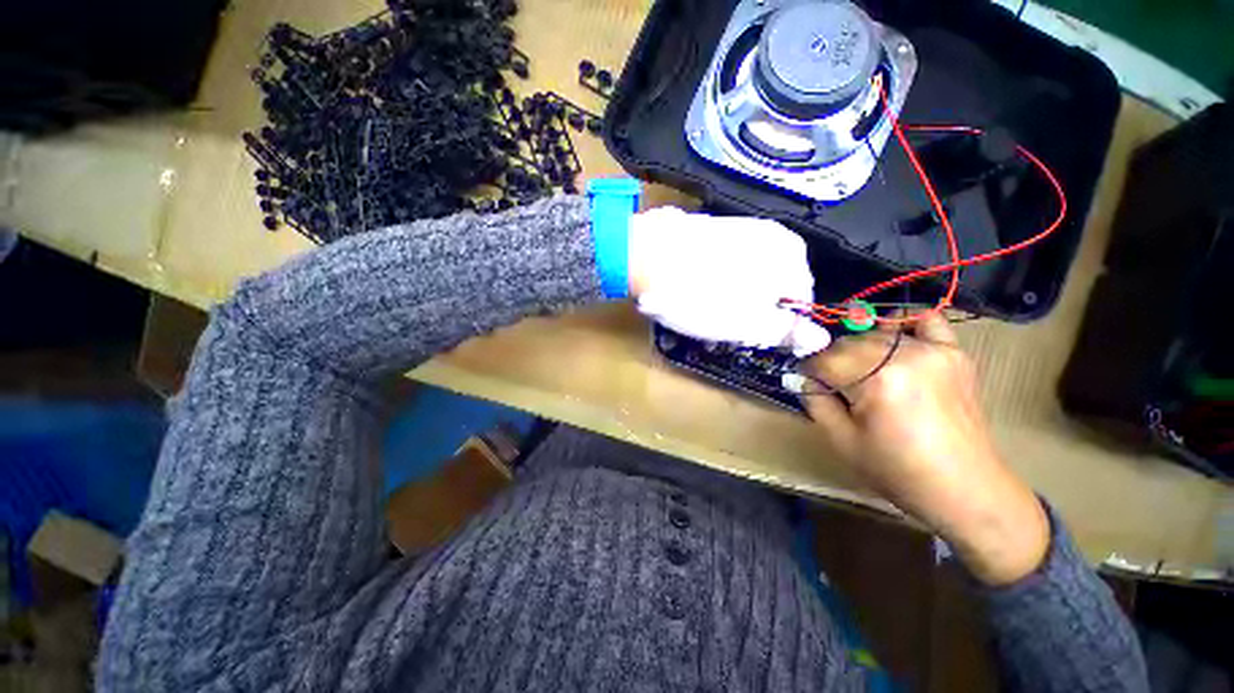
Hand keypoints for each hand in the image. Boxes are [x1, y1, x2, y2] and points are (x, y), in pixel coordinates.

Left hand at [627, 207, 829, 355]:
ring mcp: (740, 229)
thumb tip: (820, 338)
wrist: (645, 256)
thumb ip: (786, 332)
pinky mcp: (711, 230)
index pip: (799, 303)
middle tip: (722, 330)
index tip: (748, 338)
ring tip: (701, 316)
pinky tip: (693, 294)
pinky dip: (715, 283)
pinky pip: (725, 264)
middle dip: (751, 313)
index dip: (777, 327)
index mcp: (791, 256)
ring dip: (730, 301)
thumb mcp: (748, 325)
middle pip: (772, 288)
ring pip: (746, 277)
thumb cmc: (701, 297)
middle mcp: (772, 236)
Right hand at [799, 311, 1048, 584]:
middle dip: (833, 361)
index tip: (807, 382)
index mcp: (876, 380)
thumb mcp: (841, 441)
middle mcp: (905, 355)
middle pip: (848, 343)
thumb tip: (802, 377)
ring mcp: (934, 350)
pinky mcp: (953, 353)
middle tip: (835, 385)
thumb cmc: (897, 470)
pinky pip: (926, 320)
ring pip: (876, 332)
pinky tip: (896, 339)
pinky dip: (905, 324)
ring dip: (861, 348)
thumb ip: (815, 401)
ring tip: (864, 372)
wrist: (963, 487)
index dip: (809, 371)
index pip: (823, 359)